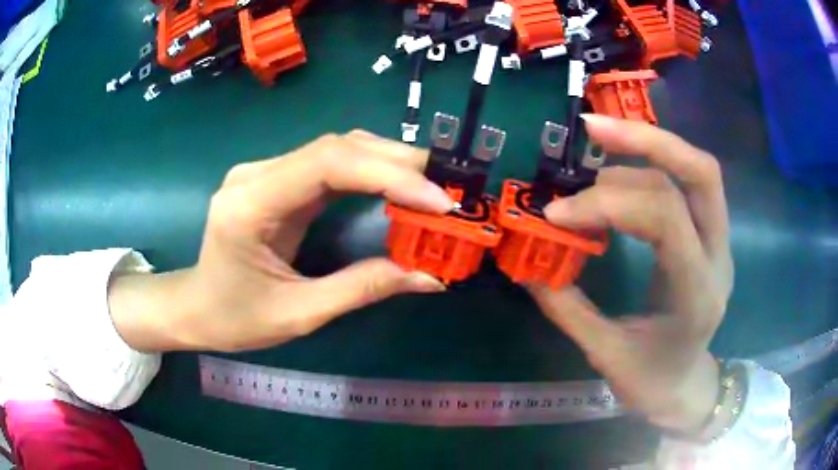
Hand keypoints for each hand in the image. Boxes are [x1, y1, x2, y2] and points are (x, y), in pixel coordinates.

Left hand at [109, 131, 452, 352]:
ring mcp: (265, 171)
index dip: (390, 176)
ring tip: (432, 186)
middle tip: (449, 189)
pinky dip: (370, 170)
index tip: (438, 203)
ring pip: (337, 147)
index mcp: (251, 204)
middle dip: (399, 164)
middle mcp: (257, 173)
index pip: (329, 165)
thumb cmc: (235, 318)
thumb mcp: (299, 314)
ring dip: (389, 161)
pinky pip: (329, 162)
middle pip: (337, 147)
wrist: (196, 306)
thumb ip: (363, 288)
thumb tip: (430, 277)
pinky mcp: (276, 178)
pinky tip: (397, 184)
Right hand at [529, 114, 733, 432]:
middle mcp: (718, 257)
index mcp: (697, 295)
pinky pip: (688, 184)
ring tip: (597, 137)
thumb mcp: (605, 355)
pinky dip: (652, 165)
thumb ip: (568, 307)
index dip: (607, 204)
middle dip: (647, 142)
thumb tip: (526, 263)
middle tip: (592, 128)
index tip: (555, 214)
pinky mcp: (709, 235)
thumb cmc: (650, 381)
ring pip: (697, 172)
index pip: (664, 221)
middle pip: (701, 175)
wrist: (685, 388)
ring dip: (646, 147)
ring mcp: (719, 242)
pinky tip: (617, 166)